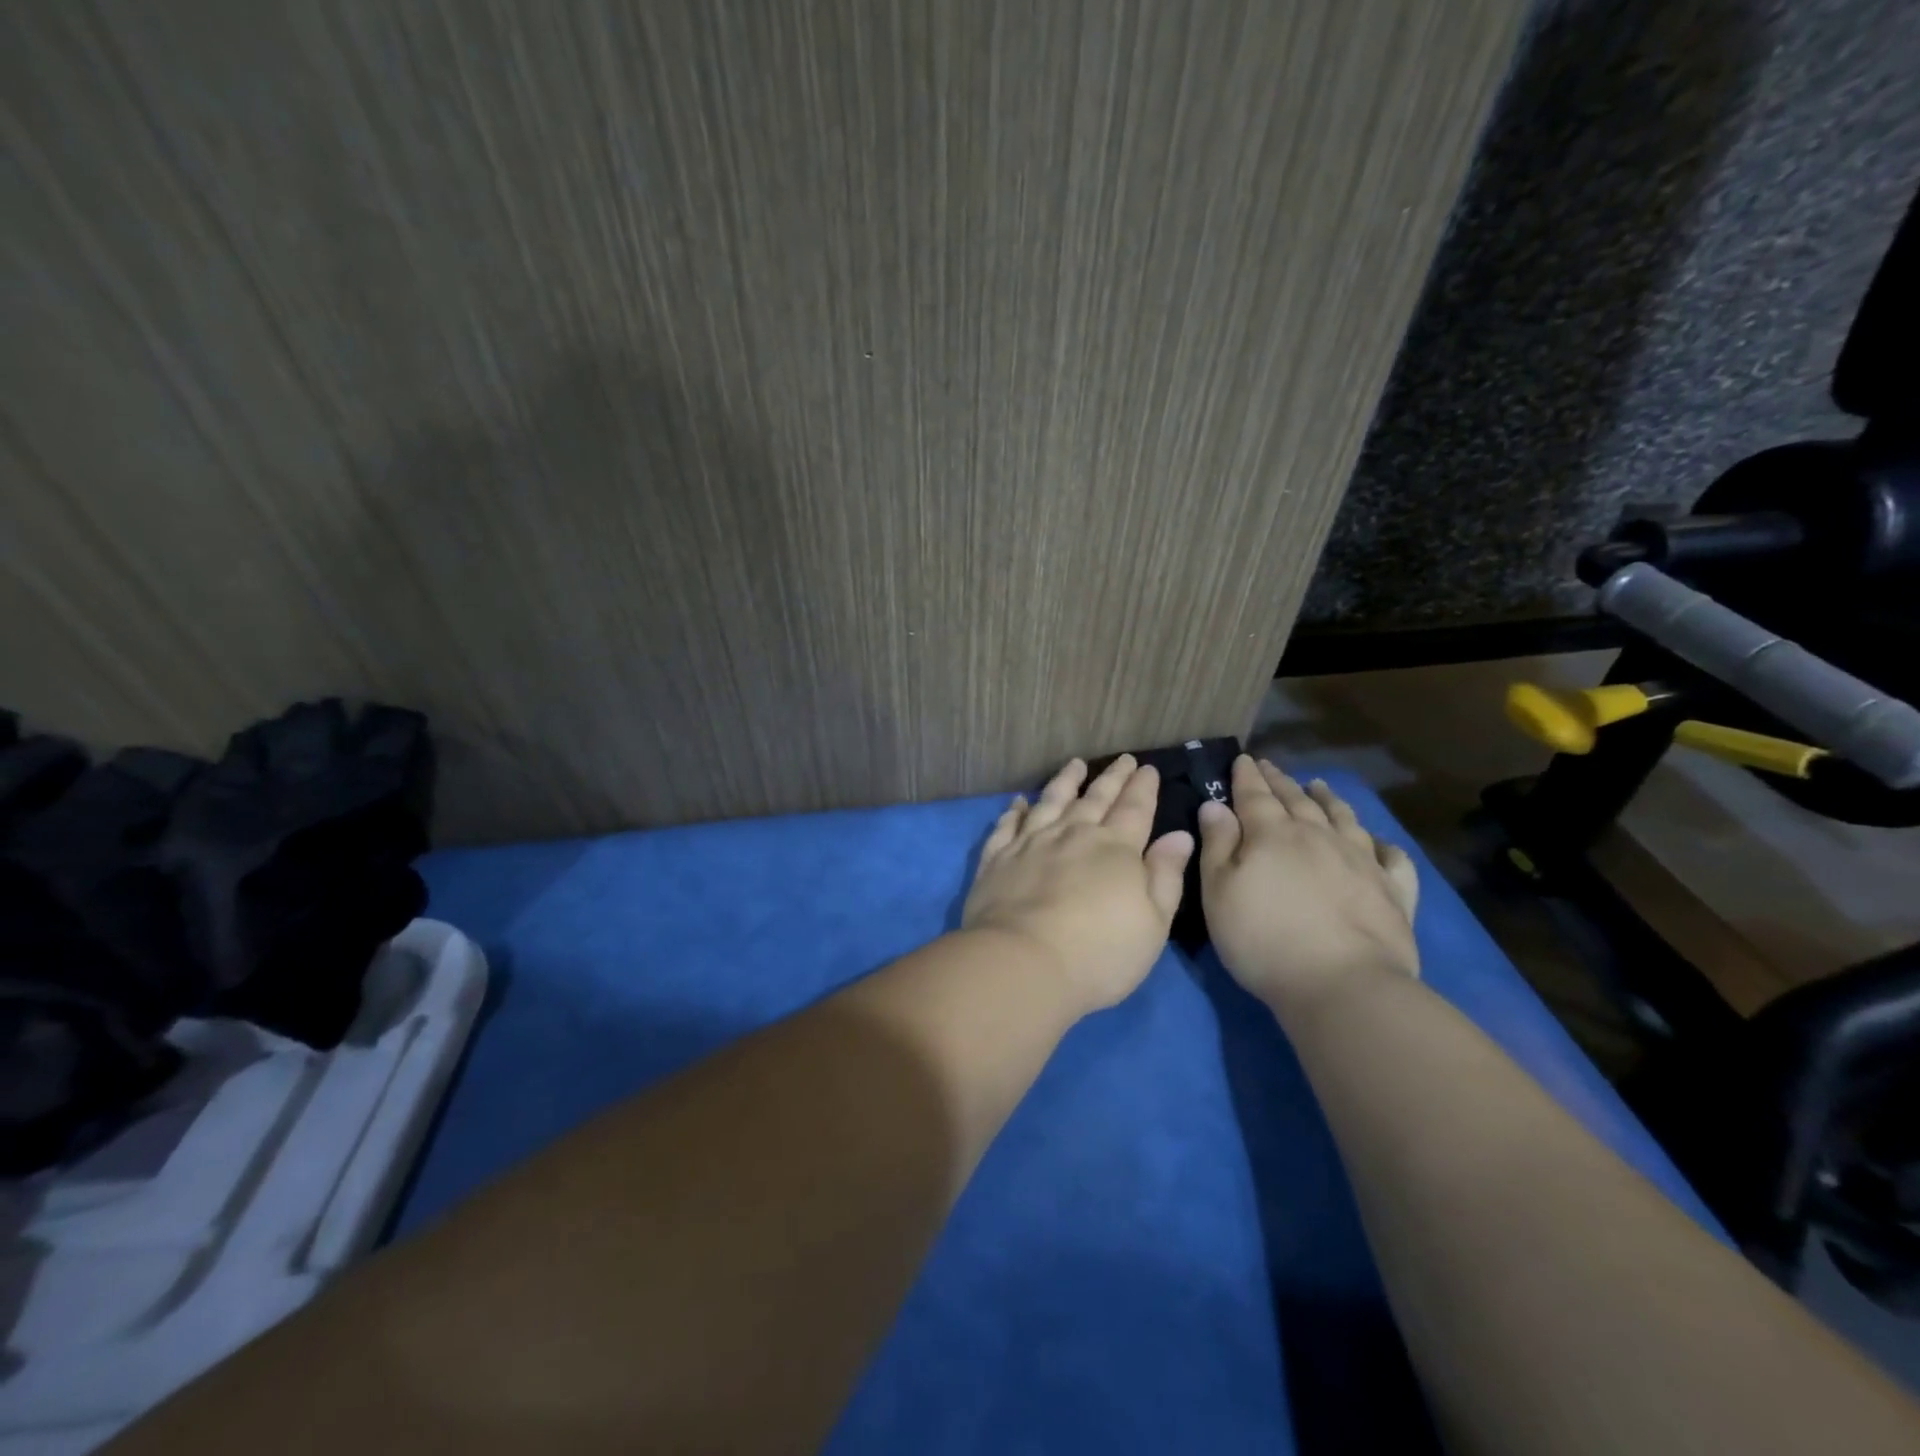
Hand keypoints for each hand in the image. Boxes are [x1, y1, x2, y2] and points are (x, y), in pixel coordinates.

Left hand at [961, 756, 1194, 1010]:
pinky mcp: (998, 858)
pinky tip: (1019, 802)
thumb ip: (1165, 875)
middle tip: (1122, 759)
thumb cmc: (1100, 953)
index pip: (1134, 808)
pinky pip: (1007, 825)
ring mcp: (1031, 843)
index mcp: (1115, 848)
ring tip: (1075, 764)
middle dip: (1112, 777)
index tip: (1148, 768)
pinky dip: (1014, 811)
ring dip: (1065, 781)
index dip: (1143, 787)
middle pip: (1095, 798)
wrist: (1023, 963)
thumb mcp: (1153, 923)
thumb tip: (1179, 835)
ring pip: (1051, 801)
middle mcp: (1073, 834)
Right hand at [1198, 756, 1419, 1014]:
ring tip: (1319, 785)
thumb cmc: (1264, 940)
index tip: (1243, 758)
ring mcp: (1361, 861)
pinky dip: (1383, 844)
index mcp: (1272, 835)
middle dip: (1280, 781)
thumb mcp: (1219, 893)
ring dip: (1328, 799)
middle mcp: (1318, 836)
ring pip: (1343, 818)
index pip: (1255, 795)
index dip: (1246, 776)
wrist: (1343, 985)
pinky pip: (1391, 858)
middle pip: (1297, 800)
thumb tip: (1215, 804)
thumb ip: (1216, 845)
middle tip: (1270, 766)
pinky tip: (1379, 842)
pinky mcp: (1393, 891)